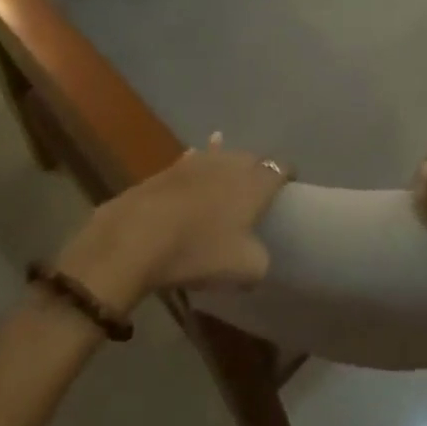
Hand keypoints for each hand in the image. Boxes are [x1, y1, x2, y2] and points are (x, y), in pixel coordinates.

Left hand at [56, 134, 288, 312]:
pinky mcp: (168, 170)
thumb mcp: (245, 269)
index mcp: (255, 182)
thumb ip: (261, 261)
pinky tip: (193, 176)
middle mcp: (230, 163)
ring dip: (226, 165)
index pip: (280, 169)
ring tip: (228, 174)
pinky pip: (191, 164)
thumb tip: (258, 257)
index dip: (287, 176)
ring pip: (220, 156)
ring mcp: (197, 162)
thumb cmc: (200, 249)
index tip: (288, 188)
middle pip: (251, 159)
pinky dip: (197, 168)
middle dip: (257, 170)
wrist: (138, 236)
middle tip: (257, 190)